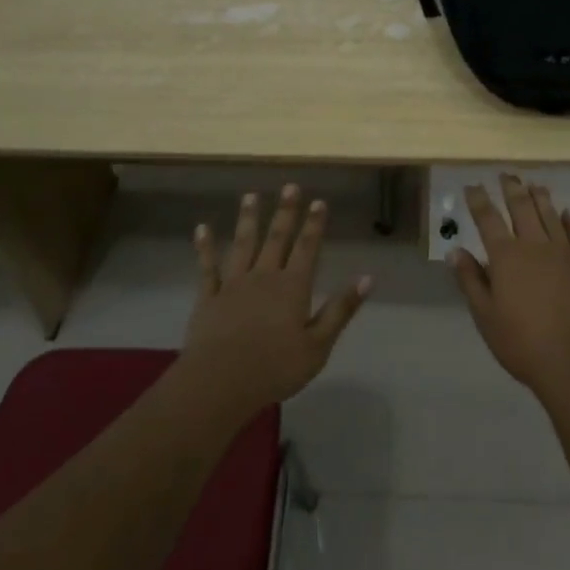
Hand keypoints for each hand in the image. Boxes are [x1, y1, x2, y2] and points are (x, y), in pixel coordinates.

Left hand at [182, 185, 371, 415]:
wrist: (221, 382)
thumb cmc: (275, 368)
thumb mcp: (318, 345)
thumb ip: (341, 309)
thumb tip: (368, 278)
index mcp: (293, 287)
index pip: (307, 248)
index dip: (314, 224)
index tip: (319, 201)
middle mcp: (264, 276)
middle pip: (276, 238)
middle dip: (285, 212)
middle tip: (289, 187)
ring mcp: (234, 284)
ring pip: (243, 244)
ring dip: (248, 219)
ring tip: (250, 196)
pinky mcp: (208, 298)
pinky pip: (207, 267)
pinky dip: (205, 247)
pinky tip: (202, 228)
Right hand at [450, 174, 569, 393]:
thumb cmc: (523, 343)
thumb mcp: (485, 316)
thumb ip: (470, 280)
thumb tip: (455, 251)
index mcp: (506, 256)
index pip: (488, 219)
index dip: (479, 200)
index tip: (473, 185)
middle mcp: (534, 245)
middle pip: (522, 207)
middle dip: (511, 188)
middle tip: (506, 174)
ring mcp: (564, 252)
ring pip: (550, 215)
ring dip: (540, 197)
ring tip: (534, 184)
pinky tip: (569, 213)